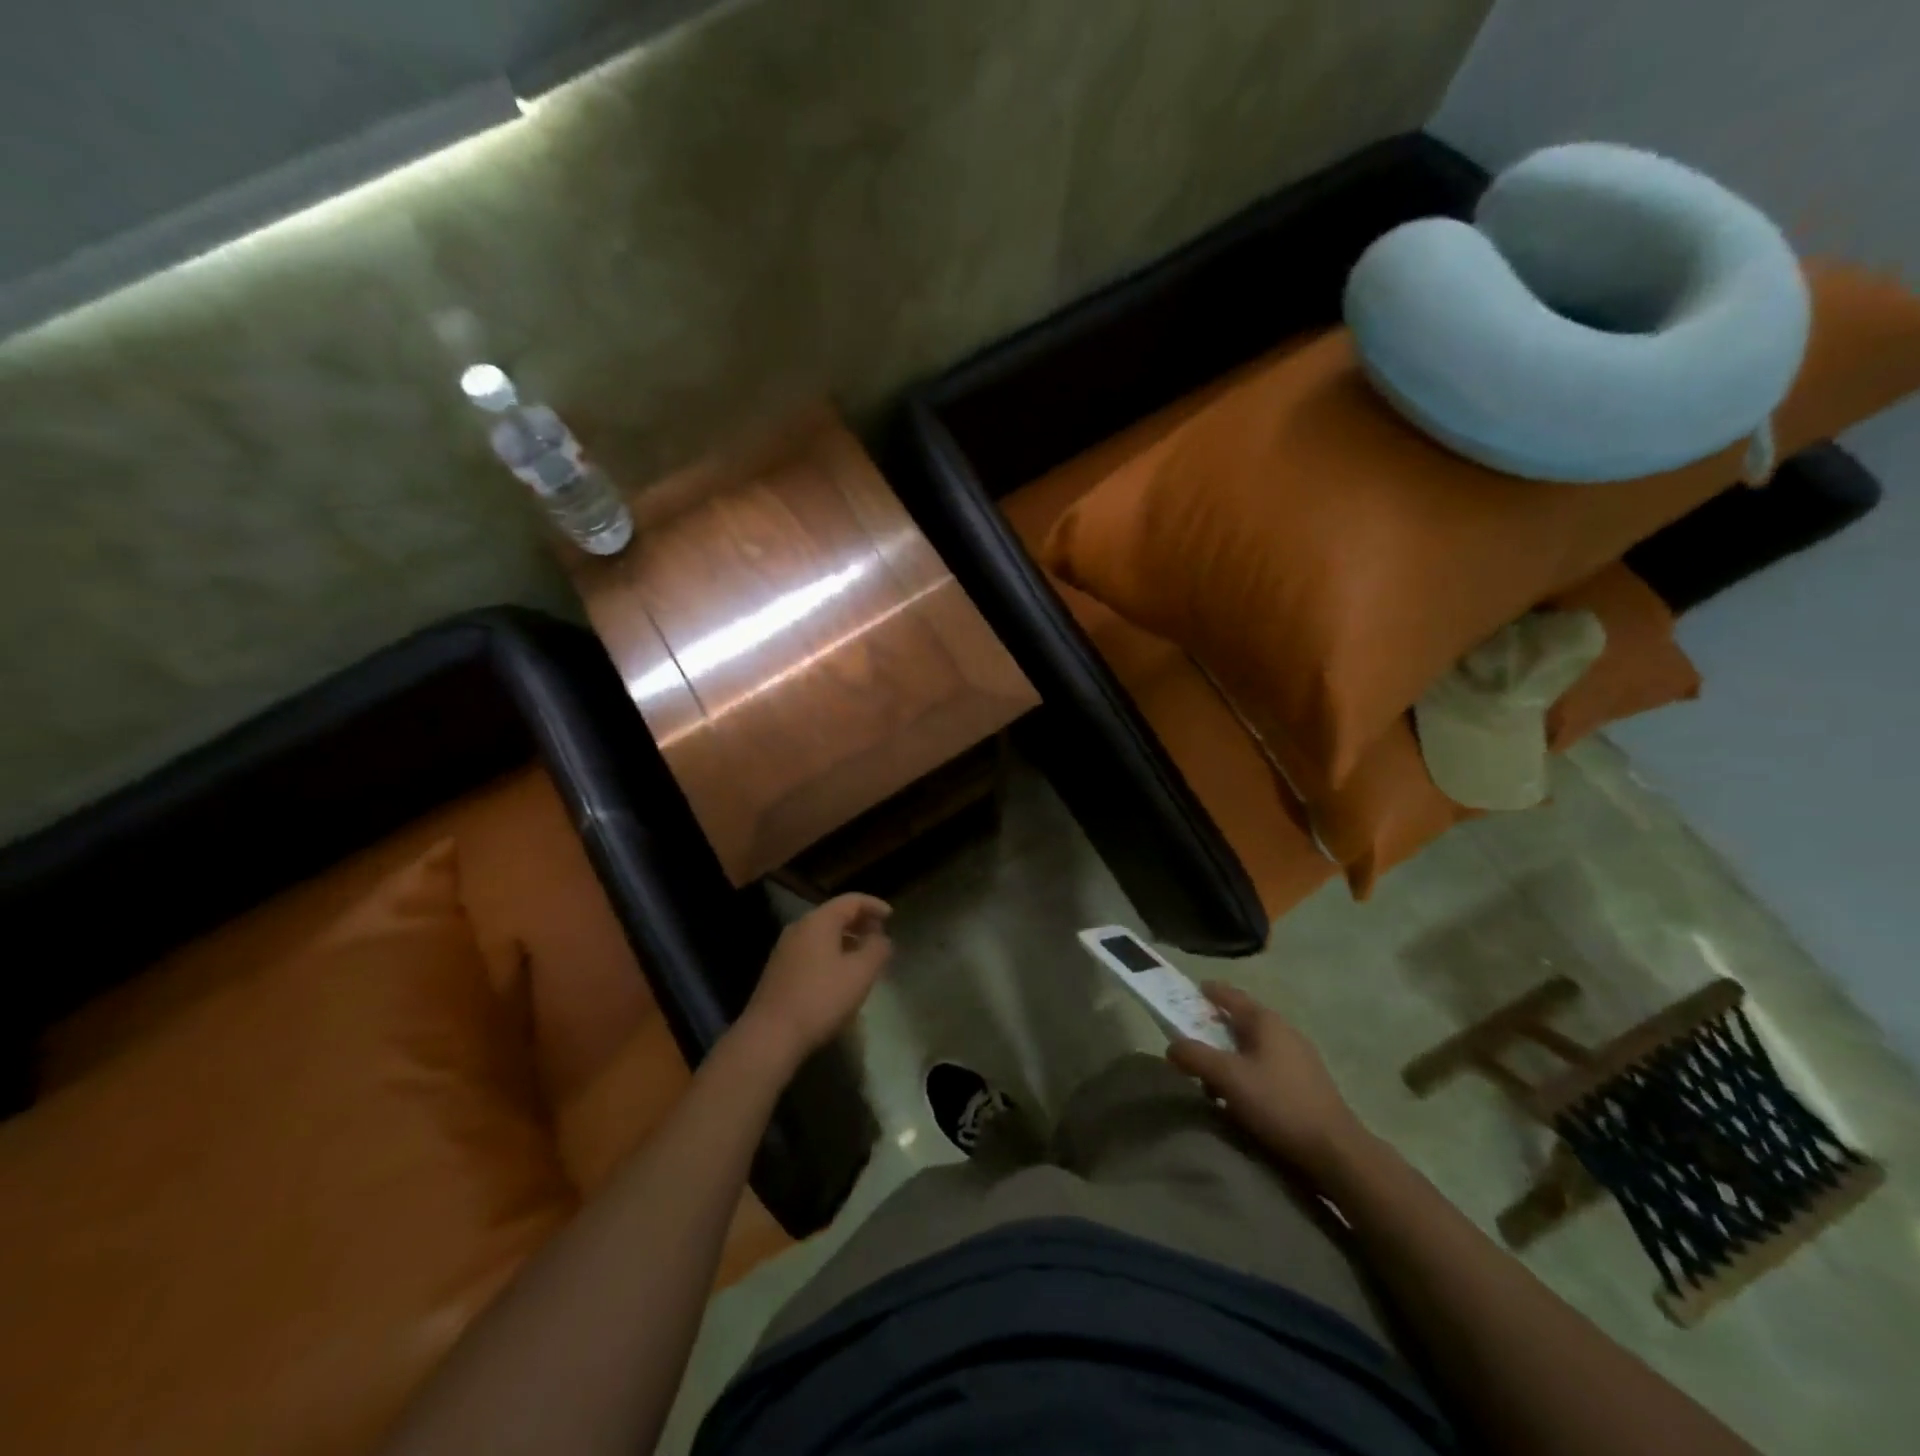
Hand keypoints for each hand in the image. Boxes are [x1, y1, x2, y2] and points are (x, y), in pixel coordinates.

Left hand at [737, 894, 892, 1071]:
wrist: (770, 1035)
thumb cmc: (821, 999)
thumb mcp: (860, 973)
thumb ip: (877, 950)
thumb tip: (881, 938)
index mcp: (819, 921)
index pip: (851, 901)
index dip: (874, 905)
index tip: (892, 916)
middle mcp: (799, 928)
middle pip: (835, 915)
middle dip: (860, 922)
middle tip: (880, 935)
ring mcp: (785, 949)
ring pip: (822, 934)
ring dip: (846, 939)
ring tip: (864, 956)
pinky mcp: (779, 970)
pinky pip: (812, 950)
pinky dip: (831, 953)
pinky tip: (840, 974)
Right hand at [1167, 982, 1368, 1182]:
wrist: (1336, 1151)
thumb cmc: (1279, 1104)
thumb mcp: (1228, 1078)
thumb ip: (1195, 1056)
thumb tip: (1172, 1047)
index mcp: (1266, 1022)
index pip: (1231, 995)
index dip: (1209, 992)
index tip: (1190, 992)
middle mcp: (1285, 1032)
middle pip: (1243, 1021)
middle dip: (1216, 1028)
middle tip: (1192, 1039)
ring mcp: (1300, 1058)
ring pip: (1255, 1046)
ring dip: (1231, 1056)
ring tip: (1212, 1078)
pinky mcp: (1307, 1084)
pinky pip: (1268, 1066)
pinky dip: (1248, 1072)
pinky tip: (1241, 1096)